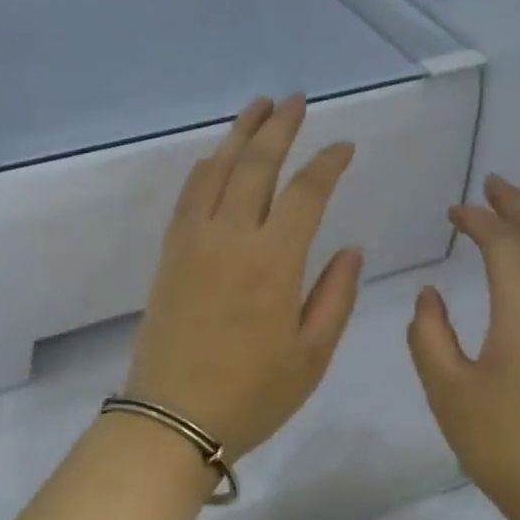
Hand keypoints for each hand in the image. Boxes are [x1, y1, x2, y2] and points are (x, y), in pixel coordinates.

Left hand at [126, 95, 363, 458]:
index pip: (306, 192)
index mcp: (275, 262)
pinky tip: (215, 160)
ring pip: (216, 171)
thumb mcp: (312, 355)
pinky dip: (204, 169)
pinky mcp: (169, 255)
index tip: (345, 147)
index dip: (328, 163)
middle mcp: (231, 238)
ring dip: (239, 135)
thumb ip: (335, 296)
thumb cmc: (252, 394)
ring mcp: (193, 243)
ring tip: (258, 109)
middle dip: (280, 127)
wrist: (173, 418)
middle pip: (256, 165)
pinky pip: (187, 196)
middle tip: (296, 100)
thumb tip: (350, 248)